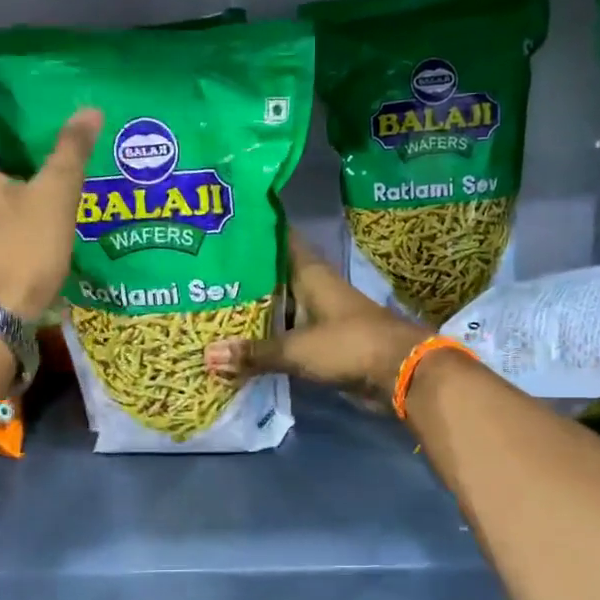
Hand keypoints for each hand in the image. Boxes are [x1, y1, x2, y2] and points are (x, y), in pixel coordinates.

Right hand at [204, 232, 428, 403]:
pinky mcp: (322, 344)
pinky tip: (236, 346)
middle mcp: (313, 289)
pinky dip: (265, 341)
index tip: (221, 226)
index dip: (252, 230)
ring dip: (251, 313)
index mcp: (310, 274)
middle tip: (198, 275)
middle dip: (240, 279)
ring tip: (208, 310)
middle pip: (271, 278)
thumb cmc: (350, 345)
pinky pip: (285, 338)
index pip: (278, 240)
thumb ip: (254, 352)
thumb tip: (206, 356)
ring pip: (277, 309)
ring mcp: (318, 317)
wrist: (400, 374)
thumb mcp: (297, 348)